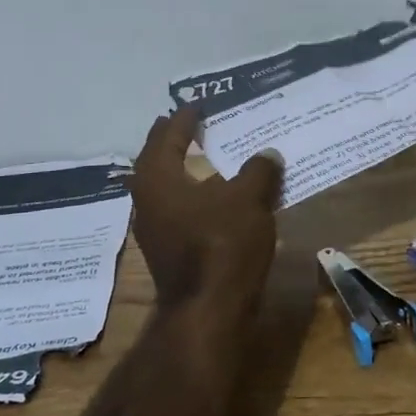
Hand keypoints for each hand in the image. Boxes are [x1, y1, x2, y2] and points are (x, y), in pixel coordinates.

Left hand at [129, 105, 283, 306]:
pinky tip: (210, 196)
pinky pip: (176, 208)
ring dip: (179, 168)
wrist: (209, 310)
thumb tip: (268, 153)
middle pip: (156, 159)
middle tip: (188, 123)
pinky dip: (190, 193)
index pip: (169, 136)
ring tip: (200, 155)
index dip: (185, 118)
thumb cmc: (223, 243)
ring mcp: (154, 228)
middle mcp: (147, 199)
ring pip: (163, 186)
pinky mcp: (167, 250)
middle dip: (172, 140)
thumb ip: (258, 171)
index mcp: (158, 177)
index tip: (197, 104)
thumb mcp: (248, 198)